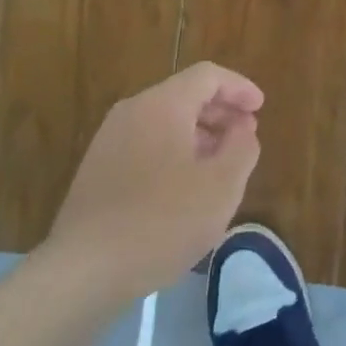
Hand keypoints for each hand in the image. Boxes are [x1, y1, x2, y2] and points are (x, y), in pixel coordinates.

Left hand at [46, 63, 263, 300]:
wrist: (84, 270)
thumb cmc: (163, 222)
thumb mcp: (221, 186)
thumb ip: (242, 148)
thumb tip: (243, 128)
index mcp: (162, 105)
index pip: (207, 76)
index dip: (239, 87)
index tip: (260, 108)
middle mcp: (132, 111)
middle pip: (184, 95)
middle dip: (220, 111)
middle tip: (246, 135)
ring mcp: (109, 139)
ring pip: (164, 120)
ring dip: (199, 133)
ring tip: (220, 163)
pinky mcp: (97, 168)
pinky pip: (146, 142)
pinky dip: (174, 150)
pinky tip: (185, 186)